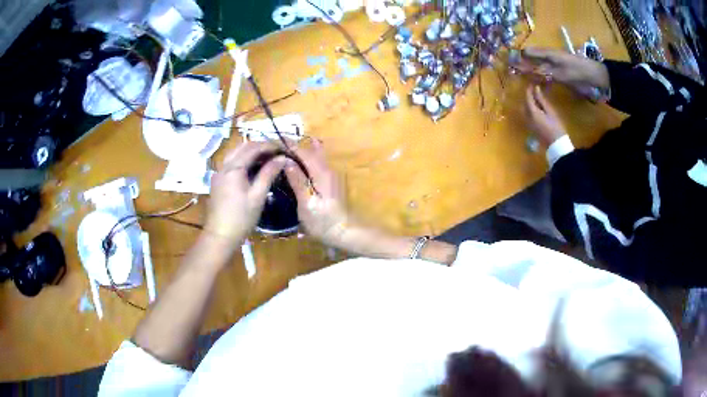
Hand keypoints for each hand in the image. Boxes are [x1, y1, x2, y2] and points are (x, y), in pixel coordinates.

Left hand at [205, 142, 285, 244]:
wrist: (219, 236)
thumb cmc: (241, 218)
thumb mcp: (257, 196)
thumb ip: (268, 174)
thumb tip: (282, 158)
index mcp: (233, 168)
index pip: (253, 148)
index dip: (269, 145)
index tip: (284, 148)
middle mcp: (224, 166)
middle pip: (242, 147)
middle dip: (260, 146)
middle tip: (276, 151)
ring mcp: (219, 173)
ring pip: (235, 154)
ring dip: (251, 152)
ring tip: (267, 158)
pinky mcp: (218, 181)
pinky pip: (231, 163)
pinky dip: (244, 160)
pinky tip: (254, 168)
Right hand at [284, 140, 350, 247]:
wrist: (345, 232)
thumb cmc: (323, 221)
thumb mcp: (306, 204)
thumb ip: (297, 181)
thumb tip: (286, 161)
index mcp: (321, 173)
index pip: (304, 152)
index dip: (290, 145)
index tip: (275, 141)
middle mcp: (328, 169)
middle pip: (311, 151)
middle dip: (295, 146)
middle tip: (278, 146)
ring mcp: (331, 175)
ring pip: (315, 157)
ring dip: (301, 152)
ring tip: (284, 152)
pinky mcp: (330, 182)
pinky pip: (317, 165)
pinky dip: (306, 161)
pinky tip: (297, 166)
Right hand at [517, 47, 609, 90]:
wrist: (595, 75)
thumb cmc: (577, 72)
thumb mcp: (560, 73)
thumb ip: (543, 72)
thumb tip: (526, 71)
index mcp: (548, 54)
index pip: (529, 52)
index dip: (519, 57)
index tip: (510, 64)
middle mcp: (550, 57)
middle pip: (533, 58)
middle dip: (523, 63)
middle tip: (512, 71)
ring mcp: (556, 64)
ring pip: (539, 65)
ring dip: (531, 70)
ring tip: (522, 77)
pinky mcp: (561, 72)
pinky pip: (547, 72)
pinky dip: (540, 76)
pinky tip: (537, 82)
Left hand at [525, 85, 566, 146]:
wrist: (557, 145)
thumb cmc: (556, 127)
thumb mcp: (550, 111)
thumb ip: (542, 100)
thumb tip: (536, 89)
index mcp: (532, 112)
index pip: (527, 98)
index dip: (529, 90)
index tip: (532, 84)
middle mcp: (527, 117)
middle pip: (524, 104)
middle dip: (527, 97)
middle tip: (533, 91)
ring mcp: (528, 124)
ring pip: (524, 110)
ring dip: (527, 103)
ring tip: (535, 99)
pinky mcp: (531, 128)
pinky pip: (526, 116)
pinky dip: (529, 110)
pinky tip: (536, 109)